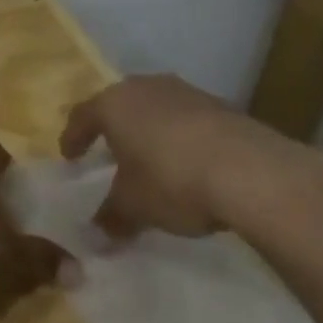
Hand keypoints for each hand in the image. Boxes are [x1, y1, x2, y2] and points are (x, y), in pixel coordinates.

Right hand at [59, 75, 322, 239]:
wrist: (253, 172)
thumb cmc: (173, 181)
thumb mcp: (134, 207)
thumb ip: (111, 217)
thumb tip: (96, 234)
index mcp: (113, 104)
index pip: (82, 116)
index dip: (73, 137)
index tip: (70, 157)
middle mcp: (145, 88)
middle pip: (120, 105)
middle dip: (113, 128)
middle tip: (109, 151)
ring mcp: (185, 92)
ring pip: (156, 108)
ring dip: (150, 130)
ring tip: (152, 158)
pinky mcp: (221, 105)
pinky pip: (188, 119)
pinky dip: (182, 137)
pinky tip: (190, 163)